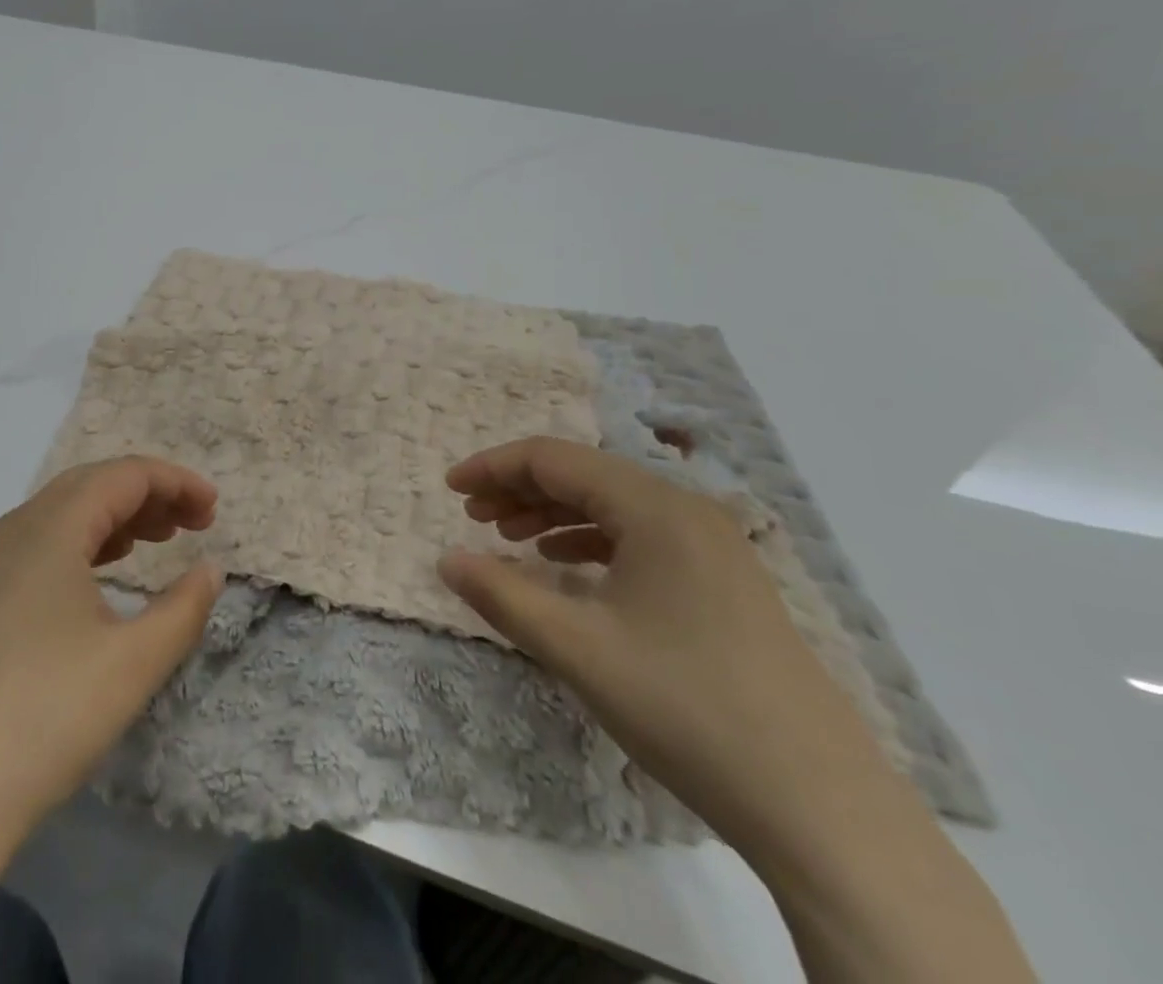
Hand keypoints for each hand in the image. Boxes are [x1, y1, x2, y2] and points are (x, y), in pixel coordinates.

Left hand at [0, 457, 222, 834]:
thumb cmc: (50, 716)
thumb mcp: (135, 662)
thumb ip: (185, 607)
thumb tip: (211, 570)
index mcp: (51, 528)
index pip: (123, 476)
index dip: (175, 482)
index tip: (213, 509)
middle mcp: (17, 529)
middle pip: (93, 484)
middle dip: (149, 494)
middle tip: (195, 523)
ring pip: (66, 511)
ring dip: (118, 515)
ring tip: (161, 539)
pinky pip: (44, 541)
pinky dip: (87, 540)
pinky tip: (107, 568)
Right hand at [436, 437, 892, 856]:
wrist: (823, 810)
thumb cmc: (685, 708)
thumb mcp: (577, 649)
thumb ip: (501, 595)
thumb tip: (447, 560)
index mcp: (655, 508)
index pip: (555, 459)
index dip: (494, 467)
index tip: (449, 489)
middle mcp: (687, 511)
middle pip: (584, 476)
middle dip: (520, 490)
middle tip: (473, 518)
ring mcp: (714, 548)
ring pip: (613, 507)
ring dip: (553, 515)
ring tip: (510, 540)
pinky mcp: (725, 584)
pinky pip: (641, 539)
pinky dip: (591, 543)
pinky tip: (567, 569)